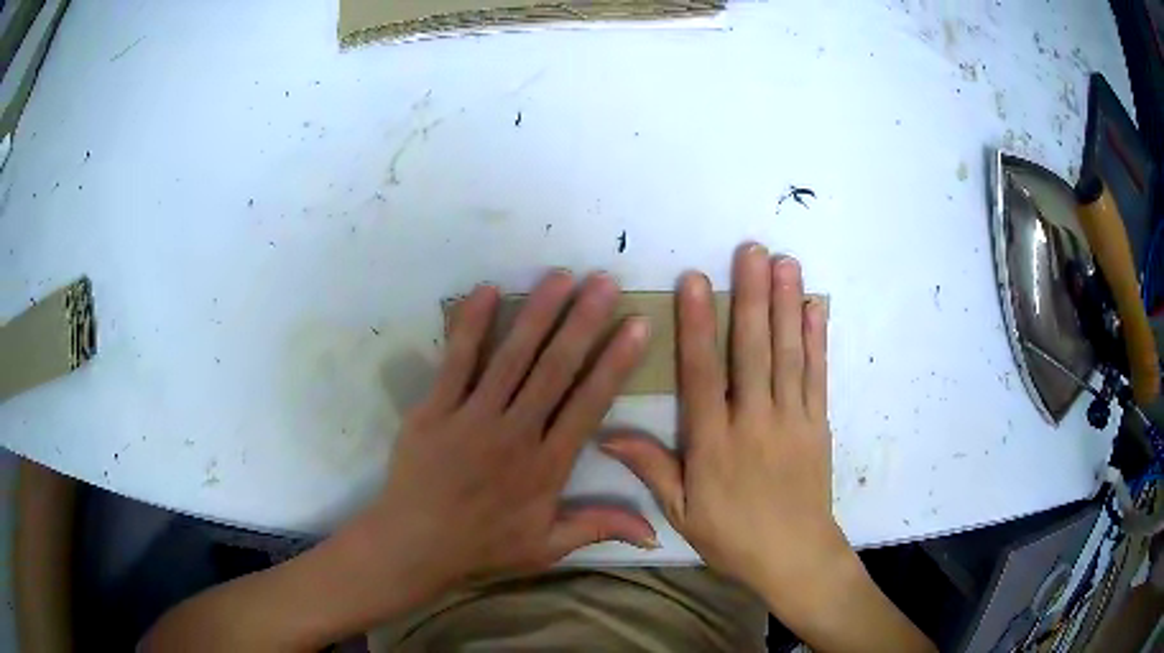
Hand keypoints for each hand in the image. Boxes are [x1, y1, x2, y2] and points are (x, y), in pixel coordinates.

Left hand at [340, 271, 656, 612]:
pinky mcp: (435, 409)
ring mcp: (472, 417)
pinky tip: (488, 291)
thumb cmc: (483, 547)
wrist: (415, 545)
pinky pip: (456, 360)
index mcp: (547, 465)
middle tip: (604, 281)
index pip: (589, 403)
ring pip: (512, 356)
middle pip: (555, 368)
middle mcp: (515, 433)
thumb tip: (655, 533)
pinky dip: (471, 325)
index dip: (615, 362)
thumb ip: (599, 529)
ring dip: (538, 313)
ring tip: (561, 277)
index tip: (636, 325)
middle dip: (583, 320)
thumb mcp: (547, 548)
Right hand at [601, 243, 844, 609]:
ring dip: (786, 305)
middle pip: (752, 350)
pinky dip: (817, 338)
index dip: (697, 324)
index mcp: (714, 443)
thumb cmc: (732, 537)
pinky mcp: (818, 424)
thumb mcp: (682, 512)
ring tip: (785, 263)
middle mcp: (754, 422)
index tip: (695, 280)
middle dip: (751, 295)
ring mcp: (792, 420)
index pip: (703, 374)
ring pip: (788, 354)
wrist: (794, 556)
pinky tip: (813, 307)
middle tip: (751, 249)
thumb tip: (606, 434)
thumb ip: (651, 468)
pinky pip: (817, 375)